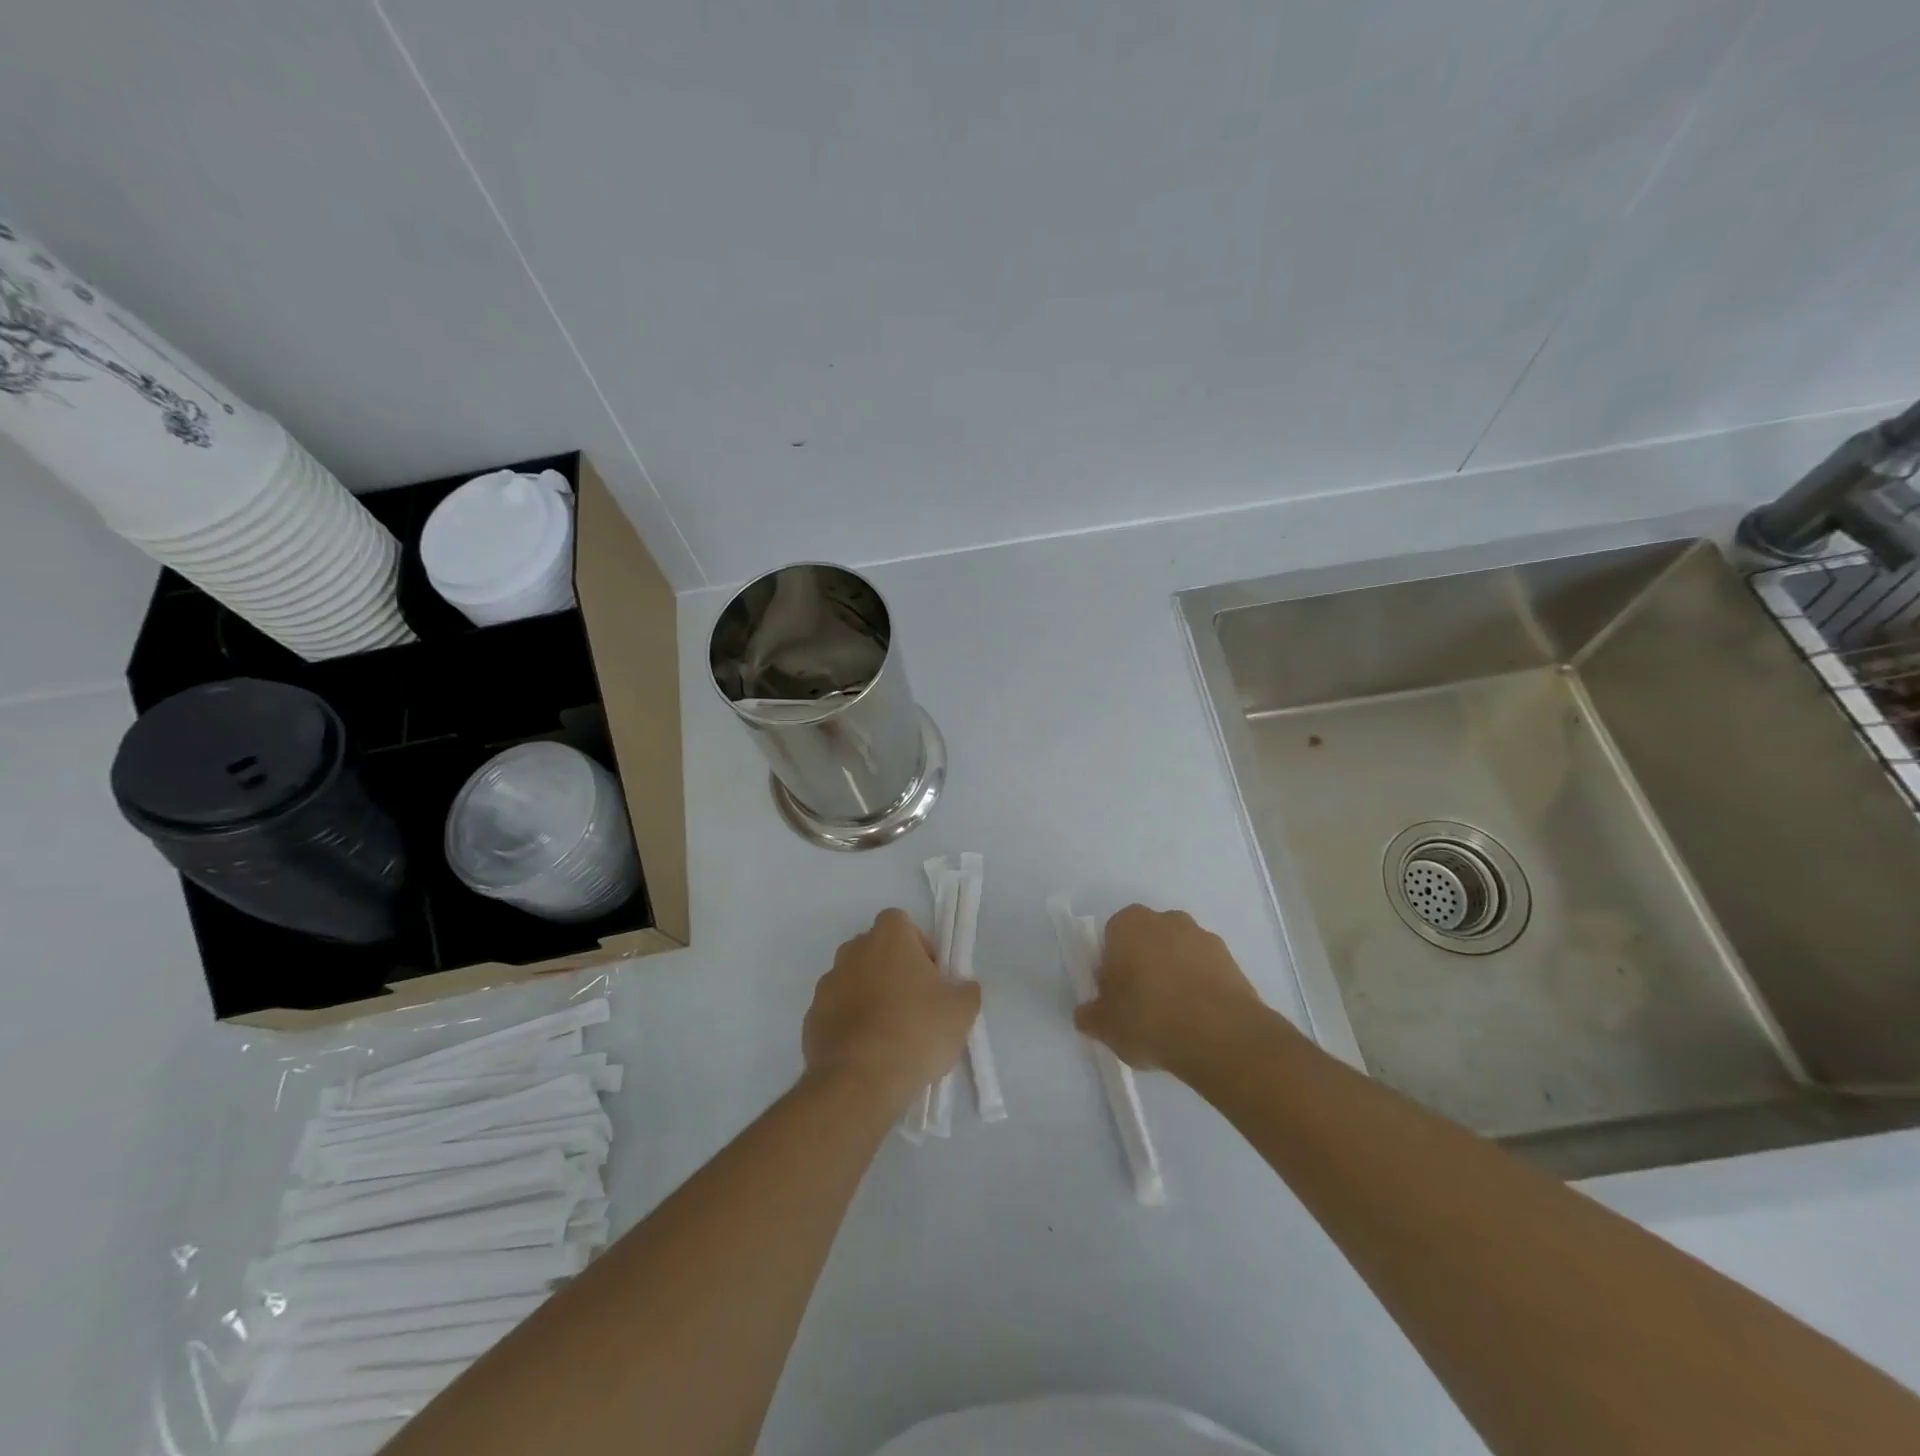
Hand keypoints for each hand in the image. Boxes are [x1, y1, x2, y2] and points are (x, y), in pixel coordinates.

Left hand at [803, 908, 981, 1110]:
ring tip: (890, 1034)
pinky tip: (867, 1052)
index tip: (931, 976)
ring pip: (854, 980)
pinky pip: (837, 1011)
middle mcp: (853, 951)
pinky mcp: (811, 1017)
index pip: (900, 923)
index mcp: (888, 937)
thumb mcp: (961, 1011)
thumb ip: (966, 990)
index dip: (918, 945)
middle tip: (914, 1004)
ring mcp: (828, 984)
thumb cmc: (917, 1031)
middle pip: (875, 950)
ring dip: (870, 996)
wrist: (861, 1080)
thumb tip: (963, 987)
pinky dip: (850, 1023)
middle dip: (893, 970)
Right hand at [1074, 904, 1280, 1073]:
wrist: (1220, 1036)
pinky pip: (1206, 971)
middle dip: (1144, 966)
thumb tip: (1087, 1013)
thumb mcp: (1105, 1026)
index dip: (1111, 968)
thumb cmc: (1149, 1019)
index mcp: (1128, 924)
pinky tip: (1199, 1021)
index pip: (1112, 939)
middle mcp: (1166, 919)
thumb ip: (1091, 1015)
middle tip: (1142, 1007)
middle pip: (1147, 941)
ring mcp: (1203, 937)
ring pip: (1179, 954)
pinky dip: (1201, 988)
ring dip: (1175, 976)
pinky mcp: (1232, 960)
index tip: (1115, 997)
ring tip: (1174, 1020)